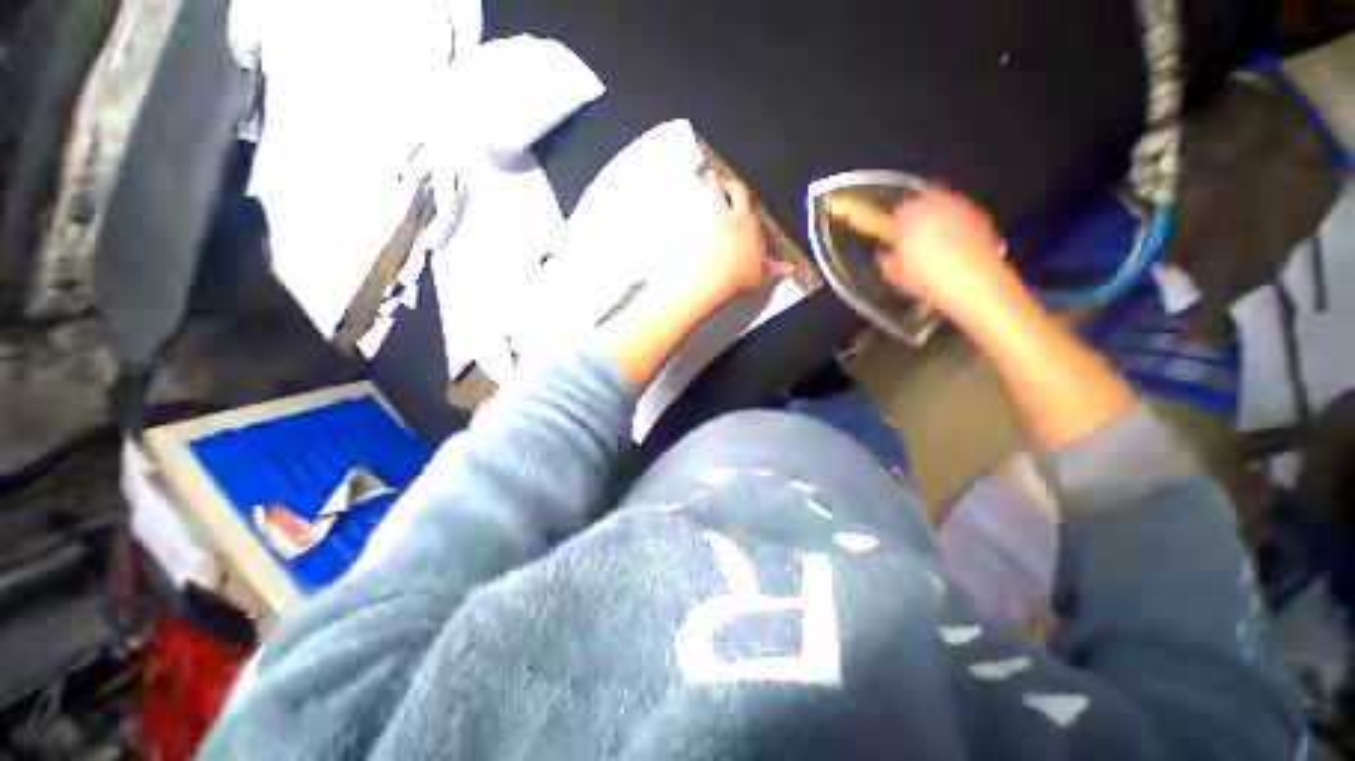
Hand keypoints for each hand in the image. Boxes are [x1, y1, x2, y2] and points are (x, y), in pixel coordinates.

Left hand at [681, 171, 793, 308]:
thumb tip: (787, 269)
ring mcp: (713, 217)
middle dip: (733, 183)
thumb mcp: (763, 276)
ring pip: (715, 192)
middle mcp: (735, 217)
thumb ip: (776, 270)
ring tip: (710, 176)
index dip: (750, 208)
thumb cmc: (737, 278)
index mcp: (753, 227)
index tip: (747, 207)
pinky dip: (692, 203)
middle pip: (737, 191)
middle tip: (728, 179)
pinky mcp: (696, 222)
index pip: (755, 211)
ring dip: (714, 183)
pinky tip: (689, 202)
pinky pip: (693, 207)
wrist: (713, 280)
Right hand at [871, 189, 1010, 317]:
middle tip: (914, 238)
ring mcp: (960, 208)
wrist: (973, 283)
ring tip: (935, 244)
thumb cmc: (928, 277)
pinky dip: (957, 227)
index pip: (897, 211)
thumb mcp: (894, 275)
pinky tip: (954, 248)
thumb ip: (887, 259)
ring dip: (938, 220)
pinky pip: (962, 217)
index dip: (895, 225)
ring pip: (944, 207)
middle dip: (918, 217)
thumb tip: (888, 255)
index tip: (895, 238)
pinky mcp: (980, 217)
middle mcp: (935, 204)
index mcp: (909, 214)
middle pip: (922, 202)